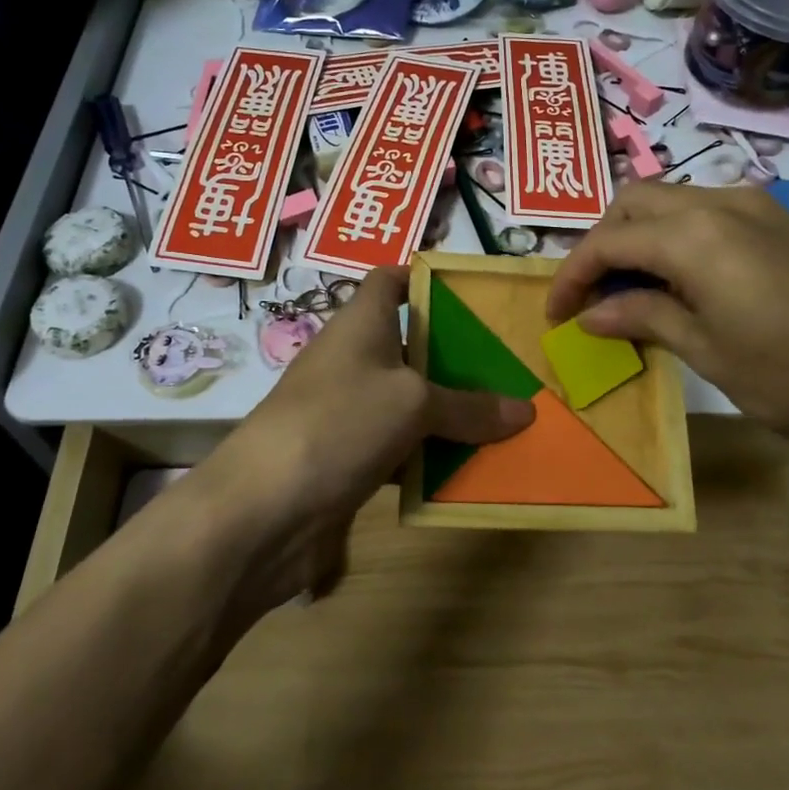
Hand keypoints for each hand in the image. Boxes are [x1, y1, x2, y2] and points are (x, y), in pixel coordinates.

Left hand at [169, 267, 532, 622]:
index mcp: (360, 325)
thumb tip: (525, 411)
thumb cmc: (338, 423)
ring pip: (409, 403)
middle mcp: (353, 362)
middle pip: (409, 345)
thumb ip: (469, 406)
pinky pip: (400, 449)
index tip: (474, 294)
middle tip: (510, 364)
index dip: (425, 278)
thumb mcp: (413, 404)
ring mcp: (347, 413)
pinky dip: (430, 457)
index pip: (389, 281)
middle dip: (457, 354)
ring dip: (450, 412)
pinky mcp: (347, 460)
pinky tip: (470, 469)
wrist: (263, 510)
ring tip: (506, 417)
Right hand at [545, 183, 788, 476]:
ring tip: (625, 292)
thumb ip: (643, 317)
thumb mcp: (707, 351)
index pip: (608, 240)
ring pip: (669, 202)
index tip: (554, 314)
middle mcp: (720, 203)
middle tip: (589, 296)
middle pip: (634, 202)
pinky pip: (704, 215)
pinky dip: (673, 238)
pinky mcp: (777, 224)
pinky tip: (674, 282)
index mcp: (695, 235)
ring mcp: (754, 208)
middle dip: (600, 243)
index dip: (572, 275)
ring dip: (636, 237)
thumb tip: (591, 313)